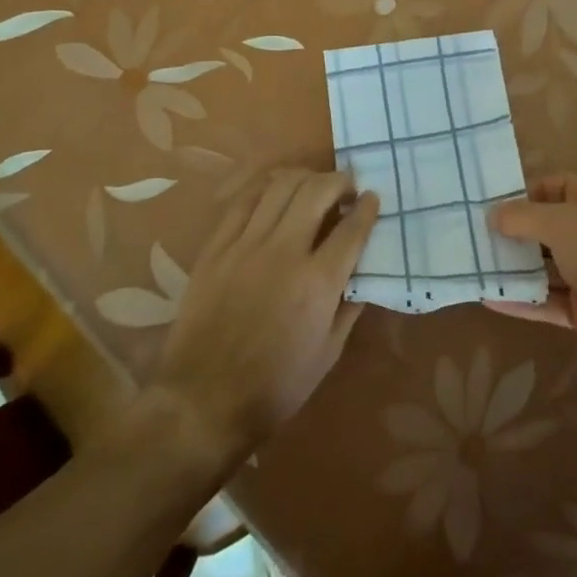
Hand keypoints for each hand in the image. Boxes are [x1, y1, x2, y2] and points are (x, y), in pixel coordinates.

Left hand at [147, 169, 378, 469]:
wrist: (204, 399)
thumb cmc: (275, 386)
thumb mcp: (328, 354)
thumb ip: (349, 307)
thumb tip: (362, 275)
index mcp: (318, 282)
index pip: (352, 228)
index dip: (368, 208)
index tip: (373, 199)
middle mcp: (285, 252)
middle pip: (317, 192)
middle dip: (339, 181)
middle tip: (347, 188)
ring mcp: (246, 245)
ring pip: (280, 186)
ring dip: (305, 177)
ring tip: (314, 184)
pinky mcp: (217, 247)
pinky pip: (243, 200)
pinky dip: (266, 186)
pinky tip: (275, 189)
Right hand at [489, 173, 576, 378]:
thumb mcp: (565, 224)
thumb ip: (524, 217)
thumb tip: (493, 214)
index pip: (556, 186)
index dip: (523, 193)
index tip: (487, 205)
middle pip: (548, 226)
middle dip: (513, 231)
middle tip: (472, 236)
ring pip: (547, 265)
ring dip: (514, 266)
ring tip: (473, 265)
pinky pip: (549, 299)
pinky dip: (522, 299)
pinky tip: (488, 299)